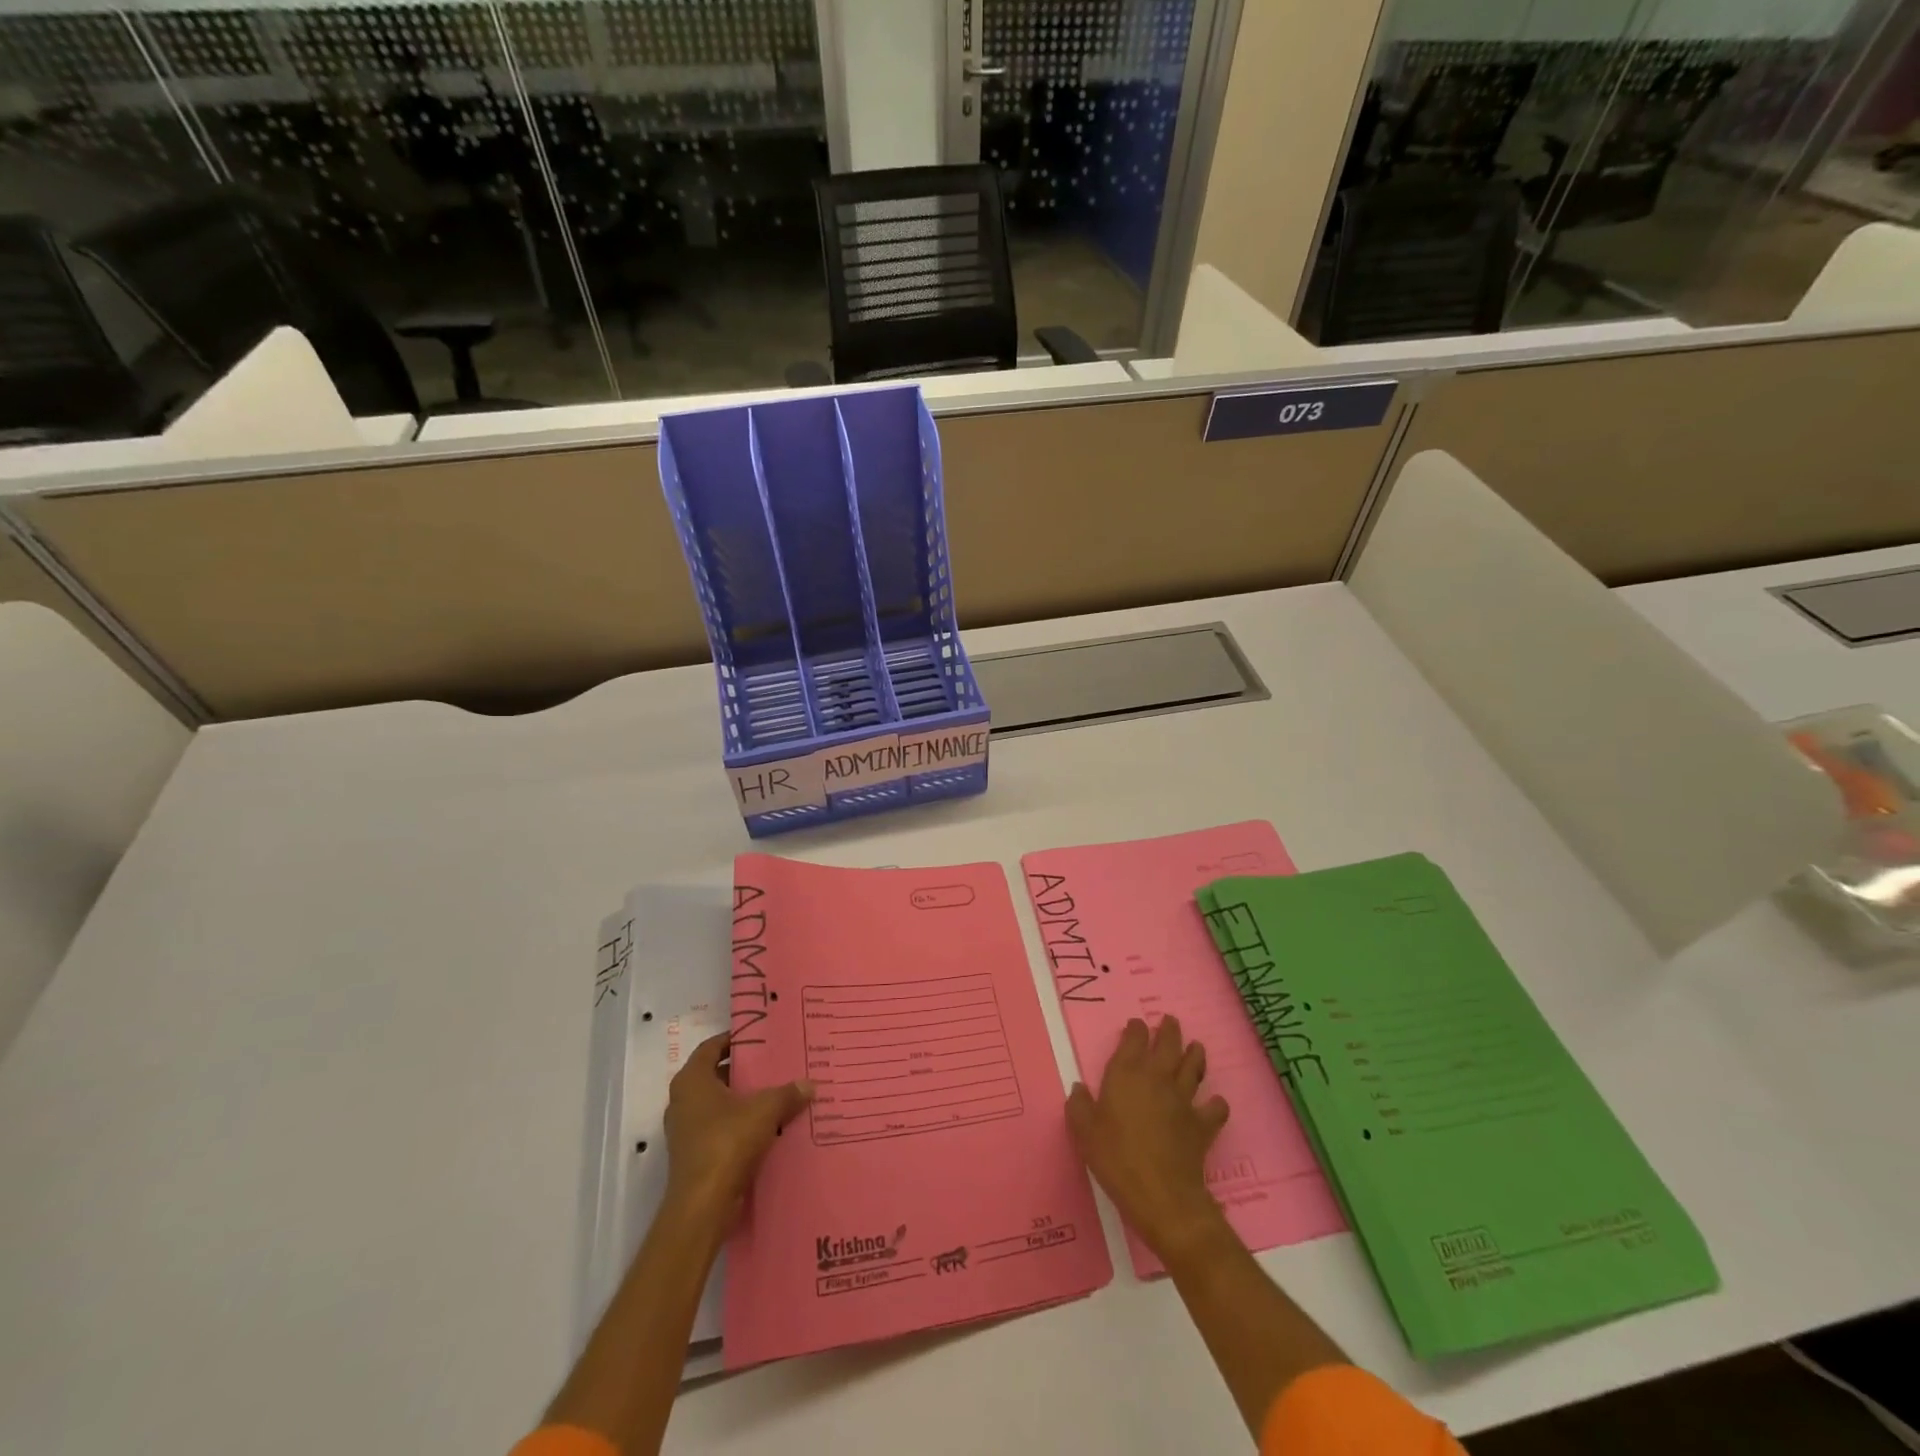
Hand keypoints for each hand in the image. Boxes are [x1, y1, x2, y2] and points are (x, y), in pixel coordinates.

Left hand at [664, 1033, 812, 1226]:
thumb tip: (809, 1084)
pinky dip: (741, 1125)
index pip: (711, 1047)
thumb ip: (788, 1093)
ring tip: (778, 1093)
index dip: (734, 1039)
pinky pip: (721, 1129)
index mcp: (692, 1081)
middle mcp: (683, 1101)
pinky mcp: (695, 1155)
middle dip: (745, 1071)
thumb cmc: (727, 1143)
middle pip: (717, 1075)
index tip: (760, 1037)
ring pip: (720, 1105)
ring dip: (744, 1100)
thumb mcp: (765, 1110)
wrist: (703, 1205)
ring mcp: (687, 1131)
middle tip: (775, 1063)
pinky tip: (770, 1126)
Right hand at [1066, 1016, 1230, 1262]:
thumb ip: (1079, 1106)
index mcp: (1126, 1074)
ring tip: (1196, 1047)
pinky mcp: (1202, 1125)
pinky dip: (1216, 1104)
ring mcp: (1183, 1100)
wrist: (1161, 1195)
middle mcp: (1157, 1078)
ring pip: (1194, 1067)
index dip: (1136, 1029)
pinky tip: (1214, 1104)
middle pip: (1168, 1045)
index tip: (1136, 1025)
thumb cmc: (1116, 1158)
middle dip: (1169, 1030)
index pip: (1134, 1040)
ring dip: (1195, 1054)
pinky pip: (1215, 1108)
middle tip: (1170, 1021)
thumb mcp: (1084, 1132)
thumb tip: (1078, 1088)